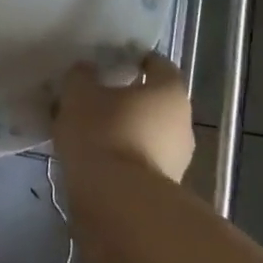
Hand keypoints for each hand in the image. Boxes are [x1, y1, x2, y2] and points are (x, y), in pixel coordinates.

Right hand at [52, 52, 194, 184]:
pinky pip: (141, 161)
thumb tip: (87, 71)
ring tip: (90, 132)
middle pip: (154, 101)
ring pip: (148, 133)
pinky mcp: (165, 189)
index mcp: (169, 91)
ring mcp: (179, 159)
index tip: (112, 61)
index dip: (135, 59)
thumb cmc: (103, 133)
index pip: (158, 64)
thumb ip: (82, 76)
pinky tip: (96, 159)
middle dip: (128, 98)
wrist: (117, 203)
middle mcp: (183, 122)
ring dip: (125, 130)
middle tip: (96, 97)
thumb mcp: (79, 94)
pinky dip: (123, 157)